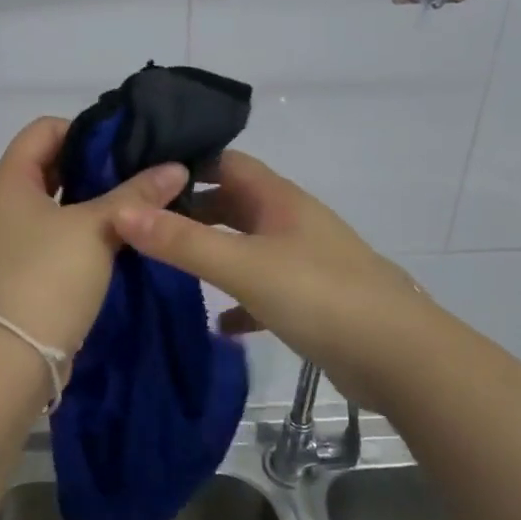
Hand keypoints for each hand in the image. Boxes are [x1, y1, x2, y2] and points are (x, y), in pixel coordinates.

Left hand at [0, 117, 187, 357]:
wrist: (13, 357)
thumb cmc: (48, 277)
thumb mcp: (97, 227)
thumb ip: (136, 193)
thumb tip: (176, 167)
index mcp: (9, 180)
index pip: (44, 129)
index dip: (85, 129)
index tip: (127, 144)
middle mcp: (3, 203)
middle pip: (51, 164)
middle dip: (96, 165)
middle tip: (142, 171)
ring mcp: (11, 238)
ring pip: (58, 203)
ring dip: (94, 200)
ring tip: (140, 203)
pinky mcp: (23, 268)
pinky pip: (57, 234)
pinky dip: (85, 229)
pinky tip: (122, 236)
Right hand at [109, 150, 427, 382]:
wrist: (399, 357)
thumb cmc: (319, 295)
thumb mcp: (243, 265)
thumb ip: (182, 241)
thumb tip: (121, 212)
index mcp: (278, 199)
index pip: (224, 162)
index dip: (184, 164)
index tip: (139, 176)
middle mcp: (290, 221)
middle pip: (232, 203)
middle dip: (190, 211)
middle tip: (141, 225)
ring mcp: (302, 261)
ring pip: (245, 246)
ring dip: (211, 253)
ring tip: (165, 267)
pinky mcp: (310, 300)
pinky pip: (261, 290)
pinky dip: (237, 300)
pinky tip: (218, 323)